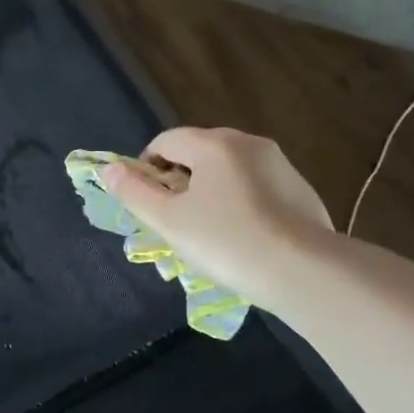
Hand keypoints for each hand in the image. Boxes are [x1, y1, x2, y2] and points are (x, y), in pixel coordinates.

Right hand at [98, 127, 331, 305]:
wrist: (304, 271)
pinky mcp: (300, 189)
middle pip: (197, 153)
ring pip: (227, 171)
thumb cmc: (227, 241)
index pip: (166, 141)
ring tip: (208, 232)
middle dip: (179, 180)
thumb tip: (108, 169)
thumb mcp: (168, 220)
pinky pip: (254, 187)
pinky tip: (241, 237)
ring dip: (208, 192)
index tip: (147, 202)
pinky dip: (239, 203)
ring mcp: (279, 164)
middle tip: (174, 220)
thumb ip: (134, 192)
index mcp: (214, 144)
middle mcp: (248, 143)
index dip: (146, 167)